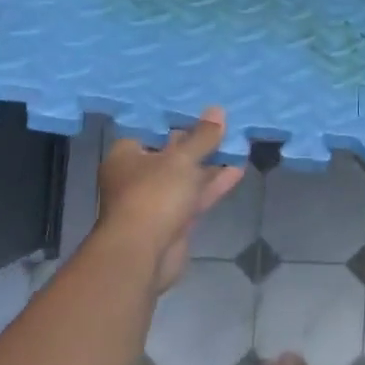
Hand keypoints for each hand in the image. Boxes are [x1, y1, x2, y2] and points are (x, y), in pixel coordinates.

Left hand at [96, 108, 246, 292]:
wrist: (143, 254)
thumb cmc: (153, 195)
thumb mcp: (182, 159)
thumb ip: (202, 137)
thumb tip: (217, 110)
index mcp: (126, 155)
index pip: (151, 130)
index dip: (176, 120)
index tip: (201, 110)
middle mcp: (137, 176)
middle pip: (171, 154)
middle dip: (198, 143)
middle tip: (225, 125)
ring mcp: (155, 200)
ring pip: (186, 177)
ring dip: (210, 164)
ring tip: (237, 145)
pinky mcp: (173, 221)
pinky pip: (194, 197)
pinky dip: (213, 185)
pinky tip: (237, 170)